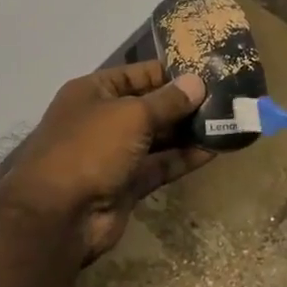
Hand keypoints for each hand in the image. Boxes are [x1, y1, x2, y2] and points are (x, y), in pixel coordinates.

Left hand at [6, 62, 212, 262]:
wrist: (59, 215)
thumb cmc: (91, 148)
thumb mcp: (131, 115)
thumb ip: (167, 101)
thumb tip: (197, 83)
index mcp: (93, 92)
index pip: (136, 74)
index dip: (169, 72)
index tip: (207, 71)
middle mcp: (103, 119)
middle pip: (149, 106)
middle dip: (184, 103)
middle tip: (227, 98)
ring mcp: (114, 154)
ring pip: (157, 138)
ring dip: (188, 131)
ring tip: (227, 121)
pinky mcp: (127, 184)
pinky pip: (160, 165)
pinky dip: (184, 158)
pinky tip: (214, 150)